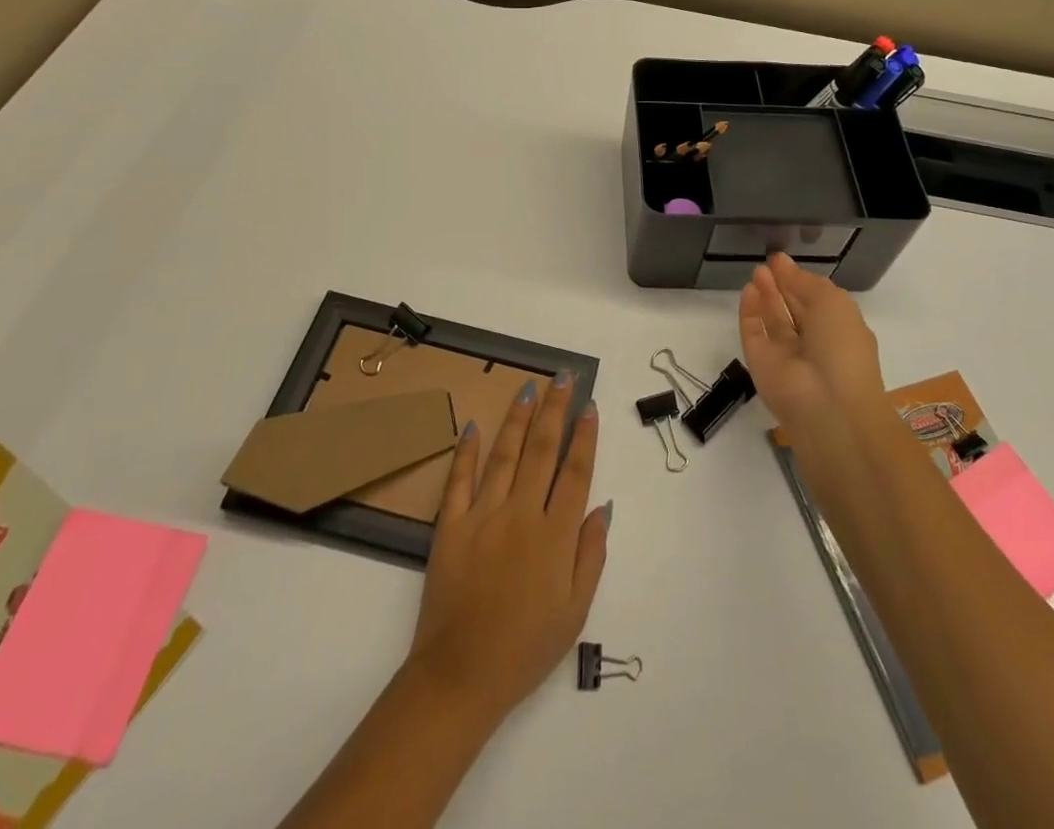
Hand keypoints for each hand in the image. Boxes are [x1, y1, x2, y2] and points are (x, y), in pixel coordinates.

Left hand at [406, 374, 610, 724]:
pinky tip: (474, 424)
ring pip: (505, 454)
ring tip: (529, 388)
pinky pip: (459, 479)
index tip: (590, 407)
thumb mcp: (575, 611)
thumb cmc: (526, 648)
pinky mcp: (450, 525)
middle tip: (564, 377)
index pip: (575, 472)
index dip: (585, 437)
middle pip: (542, 450)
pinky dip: (466, 450)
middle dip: (555, 409)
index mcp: (555, 536)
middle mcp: (521, 514)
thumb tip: (603, 507)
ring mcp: (483, 515)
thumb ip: (591, 555)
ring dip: (519, 418)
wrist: (461, 676)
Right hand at [739, 253, 888, 433]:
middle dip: (782, 285)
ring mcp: (785, 355)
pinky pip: (753, 333)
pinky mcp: (761, 364)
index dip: (801, 280)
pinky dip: (749, 313)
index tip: (782, 260)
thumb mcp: (832, 303)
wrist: (827, 405)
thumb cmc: (841, 348)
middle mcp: (813, 344)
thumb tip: (785, 266)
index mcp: (839, 331)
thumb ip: (806, 282)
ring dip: (766, 295)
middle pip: (794, 310)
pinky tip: (748, 290)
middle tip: (767, 263)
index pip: (817, 301)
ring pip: (773, 321)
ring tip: (757, 271)